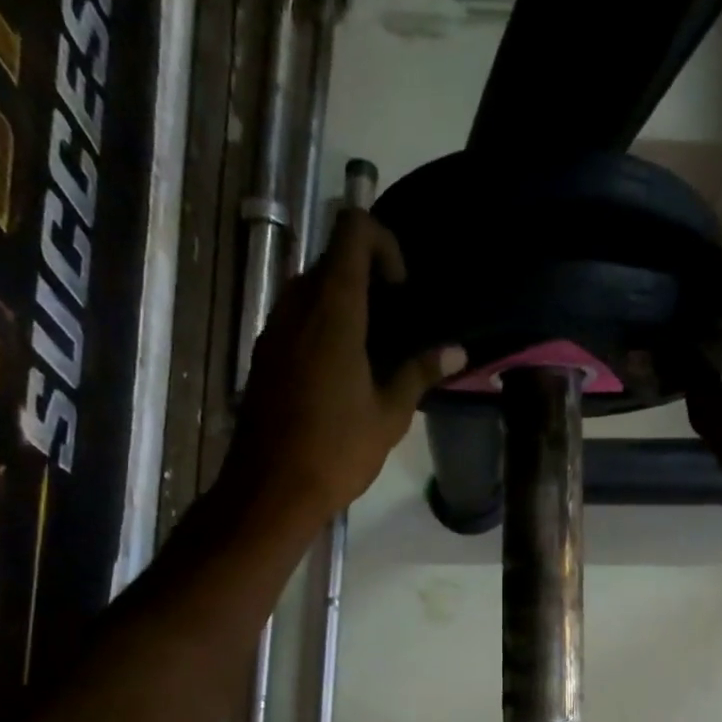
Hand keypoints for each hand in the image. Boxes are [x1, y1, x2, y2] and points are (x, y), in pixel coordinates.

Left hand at [227, 209, 464, 525]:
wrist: (271, 490)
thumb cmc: (337, 451)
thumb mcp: (389, 415)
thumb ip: (420, 373)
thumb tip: (457, 351)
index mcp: (333, 311)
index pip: (353, 231)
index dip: (383, 243)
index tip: (402, 289)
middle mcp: (296, 306)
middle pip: (332, 259)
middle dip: (368, 276)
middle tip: (396, 321)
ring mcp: (274, 329)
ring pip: (311, 289)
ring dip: (344, 303)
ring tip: (374, 348)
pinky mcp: (264, 355)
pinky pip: (296, 319)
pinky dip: (322, 326)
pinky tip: (343, 371)